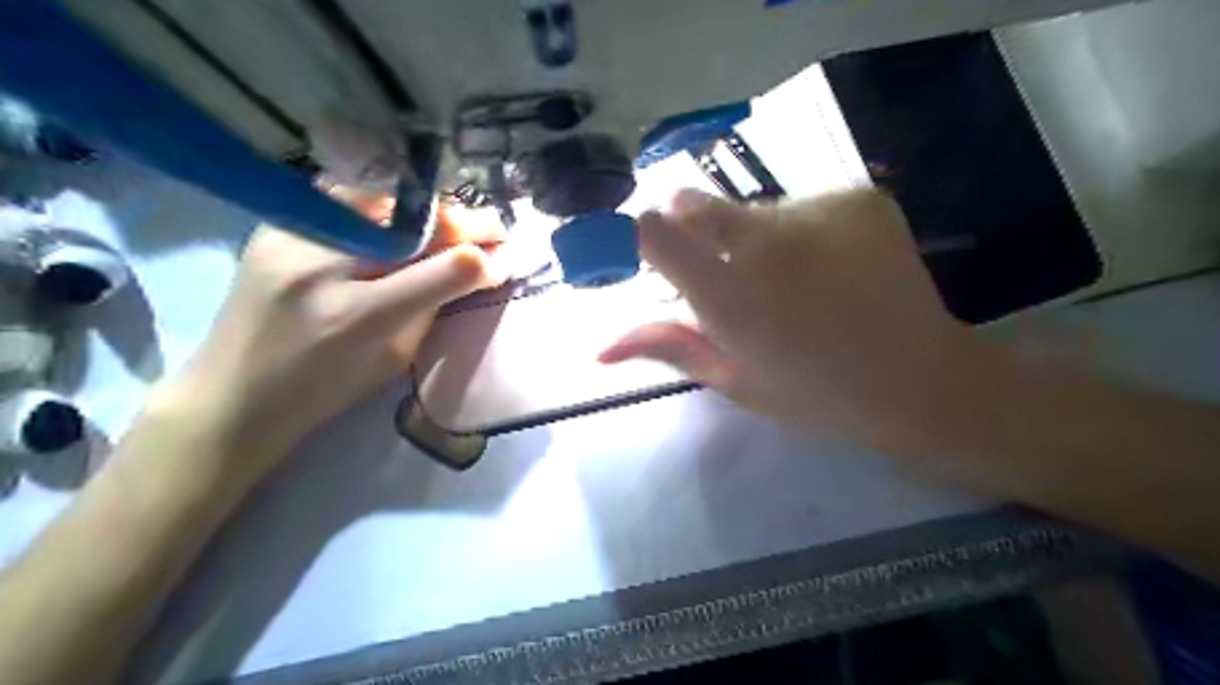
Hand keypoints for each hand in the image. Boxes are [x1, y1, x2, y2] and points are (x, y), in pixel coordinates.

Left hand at [156, 226, 497, 473]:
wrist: (233, 394)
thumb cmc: (325, 390)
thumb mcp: (394, 358)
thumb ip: (434, 306)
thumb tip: (477, 267)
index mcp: (360, 317)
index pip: (443, 269)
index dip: (483, 256)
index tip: (506, 254)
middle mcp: (323, 266)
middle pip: (414, 223)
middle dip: (463, 222)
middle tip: (490, 230)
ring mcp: (291, 236)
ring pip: (382, 201)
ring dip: (426, 213)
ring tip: (447, 228)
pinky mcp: (273, 225)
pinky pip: (345, 200)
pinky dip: (384, 208)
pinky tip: (398, 223)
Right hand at [600, 191, 989, 449]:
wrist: (919, 379)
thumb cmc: (816, 392)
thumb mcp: (733, 378)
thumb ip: (667, 348)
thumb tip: (599, 348)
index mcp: (730, 298)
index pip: (655, 234)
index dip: (638, 235)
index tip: (643, 250)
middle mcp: (766, 243)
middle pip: (695, 205)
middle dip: (695, 233)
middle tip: (730, 274)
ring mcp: (817, 211)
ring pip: (753, 209)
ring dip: (754, 236)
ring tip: (793, 280)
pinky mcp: (858, 197)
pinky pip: (803, 204)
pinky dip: (802, 230)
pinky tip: (831, 266)